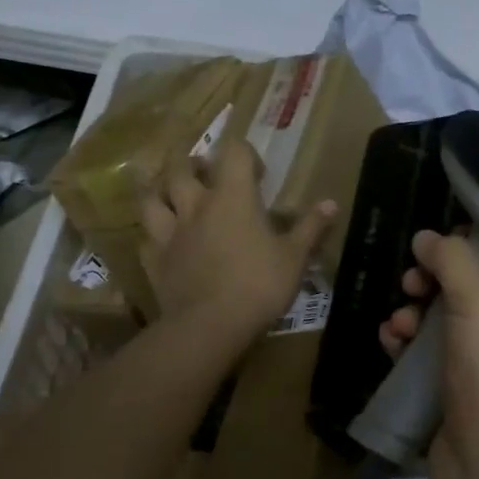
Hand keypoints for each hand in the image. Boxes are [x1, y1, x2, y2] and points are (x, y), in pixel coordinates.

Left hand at [140, 136, 335, 349]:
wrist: (209, 326)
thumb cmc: (258, 285)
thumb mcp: (294, 258)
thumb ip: (310, 227)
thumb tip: (331, 203)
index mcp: (233, 197)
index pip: (234, 152)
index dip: (245, 153)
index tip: (258, 173)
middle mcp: (196, 205)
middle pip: (182, 167)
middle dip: (193, 163)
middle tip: (206, 173)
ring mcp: (170, 232)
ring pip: (152, 197)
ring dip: (160, 190)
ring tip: (171, 194)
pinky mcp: (155, 259)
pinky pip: (147, 237)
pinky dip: (153, 234)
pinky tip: (161, 240)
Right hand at [379, 230, 478, 478]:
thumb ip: (454, 261)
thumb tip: (426, 236)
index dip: (478, 245)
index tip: (442, 239)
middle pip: (469, 289)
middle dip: (433, 280)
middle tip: (412, 280)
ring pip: (442, 321)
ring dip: (413, 313)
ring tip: (398, 323)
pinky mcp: (454, 392)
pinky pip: (426, 354)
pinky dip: (406, 344)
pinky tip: (390, 342)